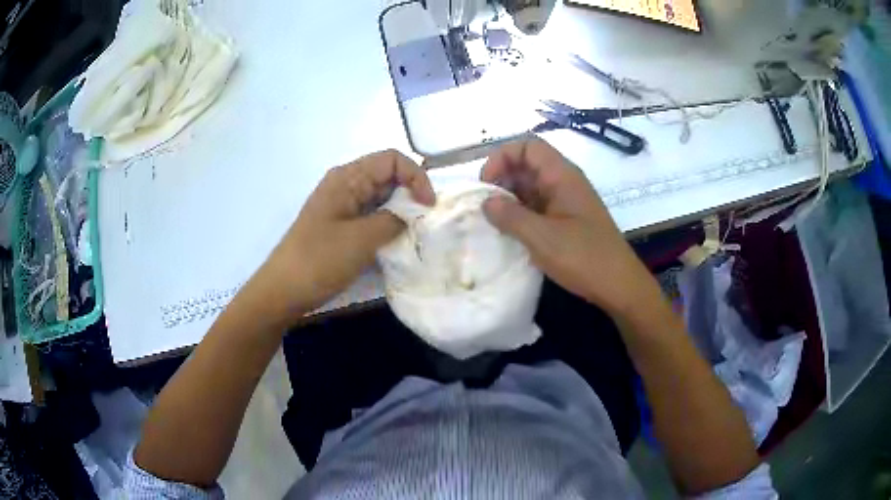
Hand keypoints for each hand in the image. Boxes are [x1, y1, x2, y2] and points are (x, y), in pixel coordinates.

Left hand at [261, 150, 434, 315]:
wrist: (284, 290)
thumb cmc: (320, 260)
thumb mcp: (362, 239)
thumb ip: (394, 220)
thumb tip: (414, 212)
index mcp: (347, 177)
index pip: (392, 159)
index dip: (416, 176)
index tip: (428, 206)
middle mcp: (345, 184)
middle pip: (388, 175)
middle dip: (411, 193)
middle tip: (425, 221)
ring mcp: (342, 205)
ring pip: (381, 196)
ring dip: (401, 210)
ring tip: (414, 232)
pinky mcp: (341, 224)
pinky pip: (372, 214)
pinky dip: (388, 223)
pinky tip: (396, 240)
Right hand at [481, 138, 655, 317]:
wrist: (619, 285)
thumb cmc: (583, 257)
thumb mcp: (541, 237)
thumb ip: (510, 216)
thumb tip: (486, 202)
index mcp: (562, 175)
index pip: (527, 146)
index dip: (502, 157)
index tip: (486, 185)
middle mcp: (564, 182)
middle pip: (528, 164)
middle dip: (502, 179)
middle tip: (486, 207)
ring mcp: (567, 201)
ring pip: (532, 187)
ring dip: (510, 199)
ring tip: (494, 222)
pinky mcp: (567, 220)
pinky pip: (539, 206)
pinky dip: (521, 213)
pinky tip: (511, 233)